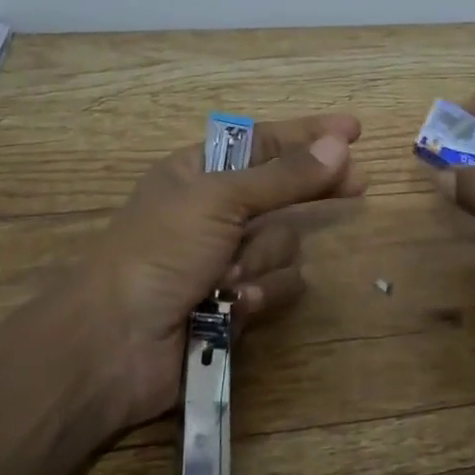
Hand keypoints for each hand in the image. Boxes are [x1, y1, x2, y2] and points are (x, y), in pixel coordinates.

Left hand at [60, 113, 365, 427]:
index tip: (354, 129)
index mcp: (200, 172)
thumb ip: (285, 175)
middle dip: (316, 189)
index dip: (310, 134)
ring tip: (232, 274)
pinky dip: (261, 293)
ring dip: (264, 257)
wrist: (115, 345)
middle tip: (359, 184)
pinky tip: (235, 304)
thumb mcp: (221, 199)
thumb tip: (340, 144)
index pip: (266, 141)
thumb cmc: (160, 252)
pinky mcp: (238, 300)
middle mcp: (217, 210)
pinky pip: (278, 285)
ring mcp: (228, 257)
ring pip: (285, 242)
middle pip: (285, 188)